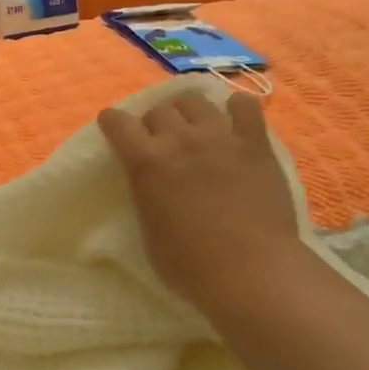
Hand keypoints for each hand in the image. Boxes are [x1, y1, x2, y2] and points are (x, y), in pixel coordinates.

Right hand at [98, 89, 303, 313]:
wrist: (250, 269)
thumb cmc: (189, 264)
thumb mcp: (147, 230)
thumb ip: (145, 195)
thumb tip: (149, 184)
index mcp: (146, 163)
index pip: (118, 123)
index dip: (113, 121)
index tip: (113, 126)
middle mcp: (180, 139)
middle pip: (159, 109)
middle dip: (153, 121)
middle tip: (159, 140)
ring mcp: (220, 137)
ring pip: (196, 100)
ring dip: (188, 111)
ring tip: (194, 127)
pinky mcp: (255, 143)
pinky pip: (245, 105)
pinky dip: (235, 108)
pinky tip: (234, 122)